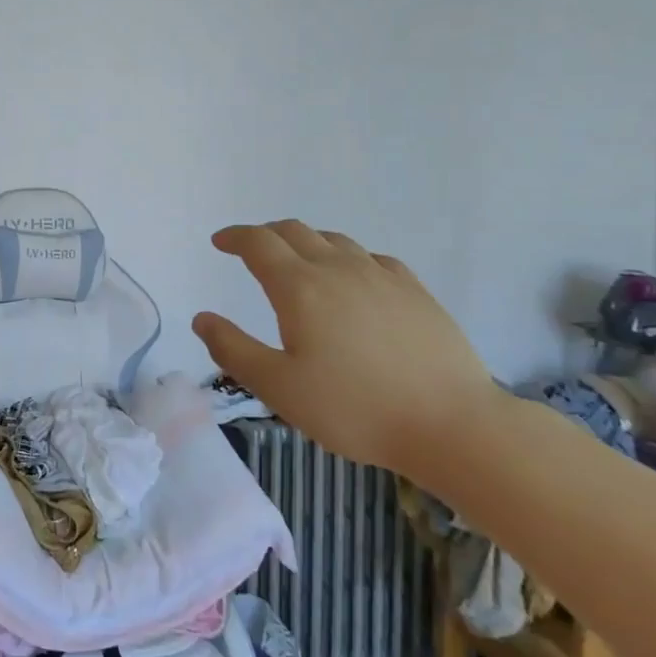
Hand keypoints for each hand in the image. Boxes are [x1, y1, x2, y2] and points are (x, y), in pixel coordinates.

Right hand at [193, 220, 497, 473]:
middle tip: (250, 249)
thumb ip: (233, 350)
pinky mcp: (415, 291)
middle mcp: (337, 269)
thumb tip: (202, 318)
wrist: (453, 425)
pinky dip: (347, 258)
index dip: (235, 237)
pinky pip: (371, 258)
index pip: (258, 243)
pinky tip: (352, 279)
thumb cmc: (356, 409)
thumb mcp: (279, 388)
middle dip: (265, 234)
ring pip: (334, 240)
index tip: (219, 241)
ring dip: (305, 242)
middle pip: (294, 231)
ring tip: (297, 261)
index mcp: (299, 287)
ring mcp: (381, 276)